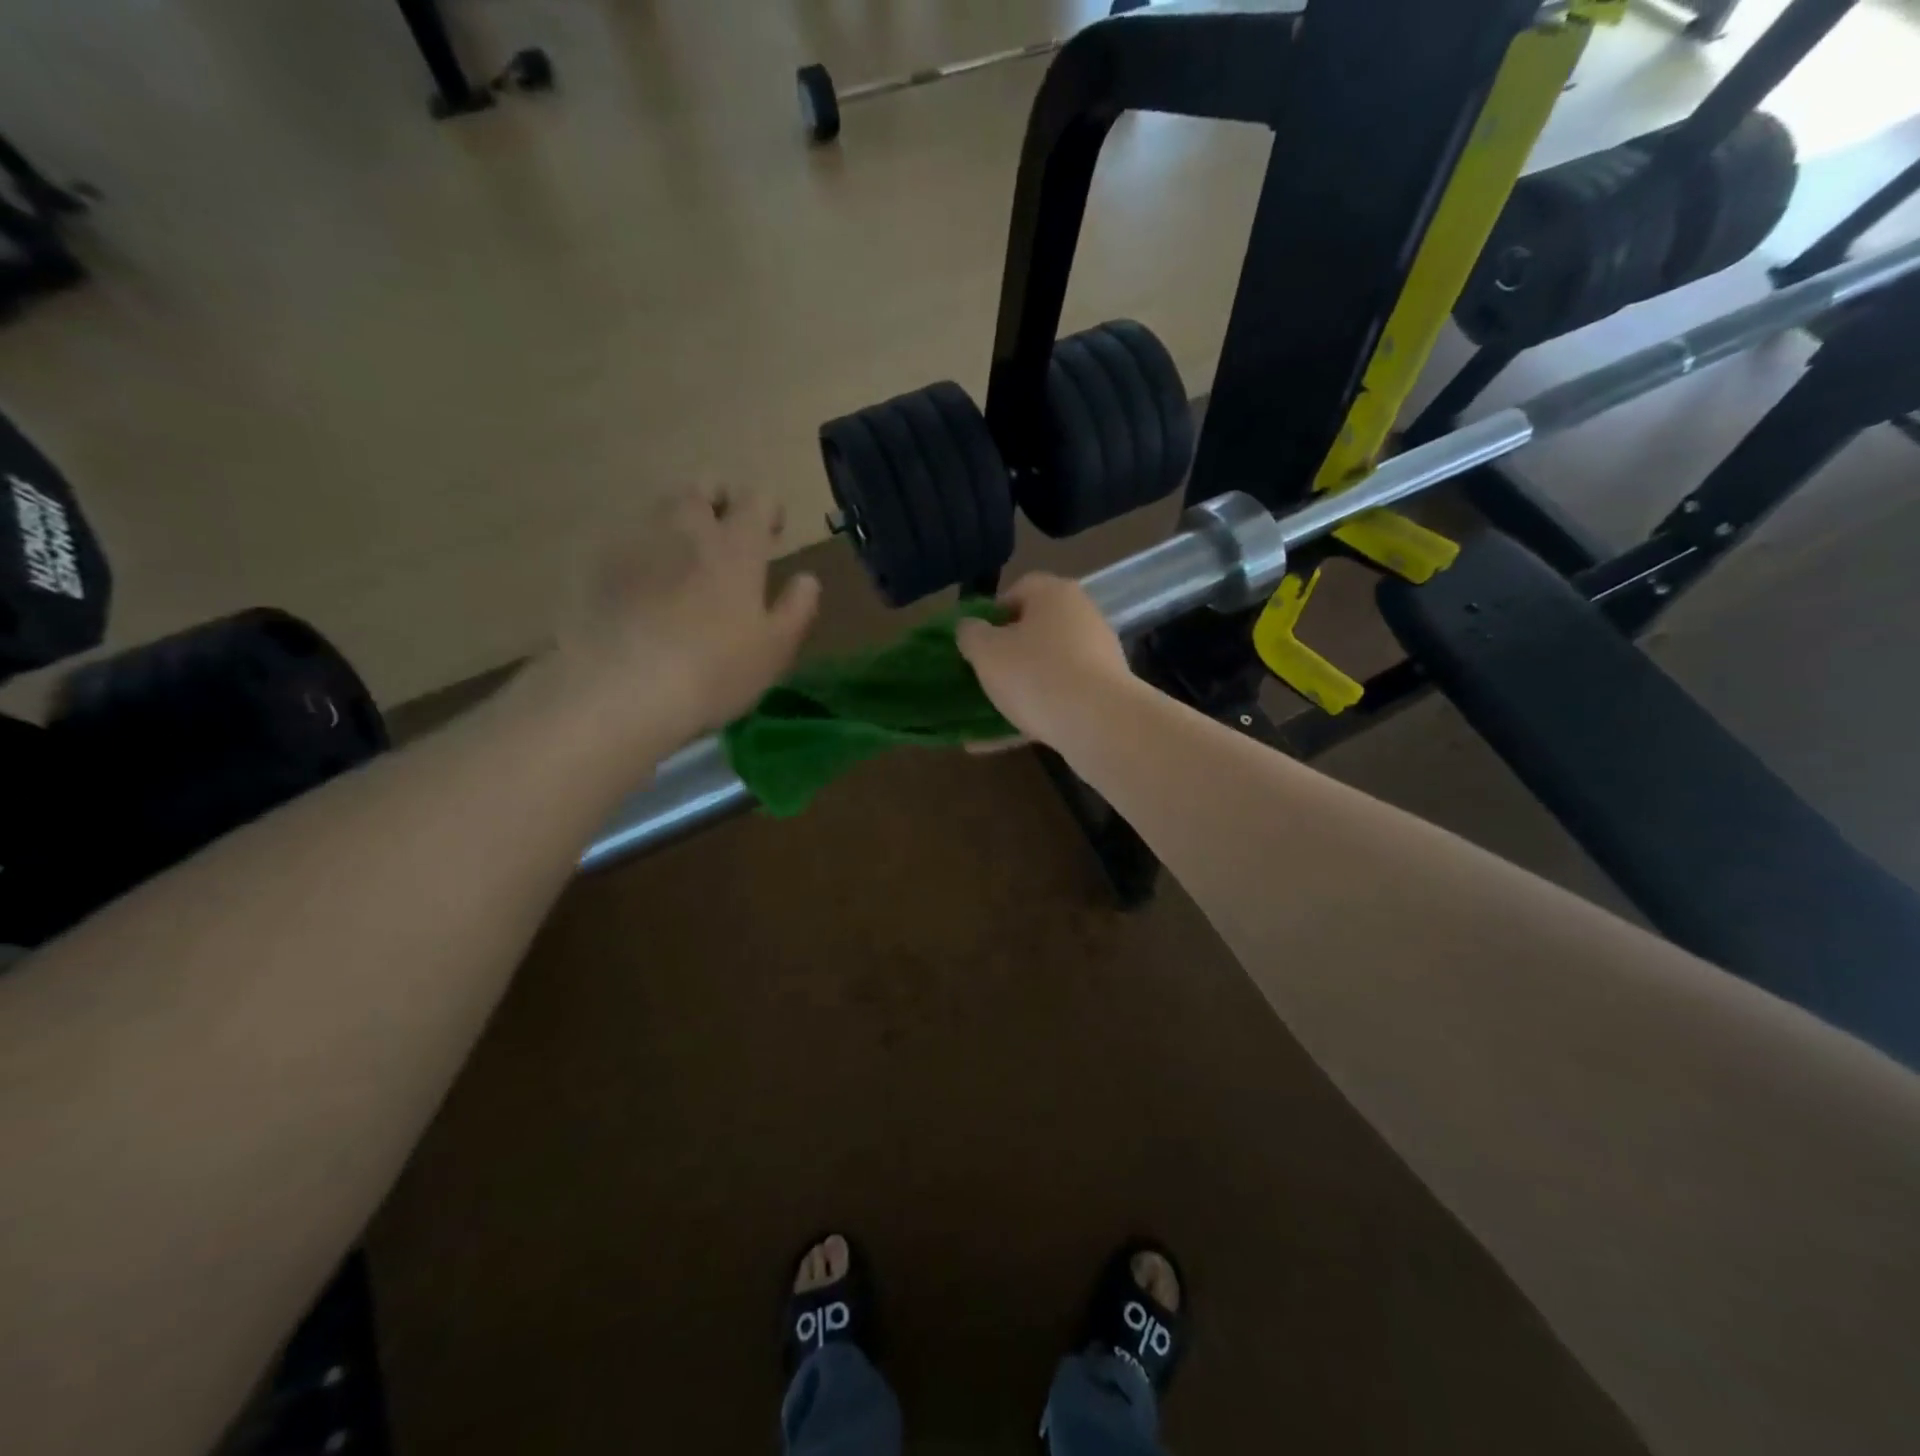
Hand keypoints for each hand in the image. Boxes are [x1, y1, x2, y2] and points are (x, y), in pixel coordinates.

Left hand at [539, 489, 819, 754]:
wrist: (623, 689)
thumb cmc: (715, 671)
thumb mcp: (775, 649)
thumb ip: (797, 608)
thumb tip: (807, 579)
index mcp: (736, 546)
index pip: (756, 499)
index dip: (767, 509)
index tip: (772, 533)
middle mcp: (686, 530)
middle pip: (701, 487)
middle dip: (718, 501)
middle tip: (726, 536)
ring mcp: (637, 543)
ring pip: (661, 508)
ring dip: (678, 522)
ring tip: (685, 560)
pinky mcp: (598, 566)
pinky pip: (627, 541)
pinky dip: (643, 552)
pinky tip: (644, 588)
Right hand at [954, 573, 1134, 746]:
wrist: (1099, 724)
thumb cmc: (1035, 674)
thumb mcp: (986, 652)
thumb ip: (970, 634)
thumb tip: (970, 627)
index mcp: (1055, 594)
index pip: (1018, 590)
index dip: (991, 614)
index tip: (974, 642)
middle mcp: (1082, 617)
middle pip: (1035, 631)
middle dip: (1005, 655)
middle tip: (980, 676)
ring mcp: (1097, 657)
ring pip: (1046, 671)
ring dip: (1016, 691)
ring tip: (983, 716)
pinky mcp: (1103, 695)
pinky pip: (1058, 701)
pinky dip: (1030, 716)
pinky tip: (997, 741)